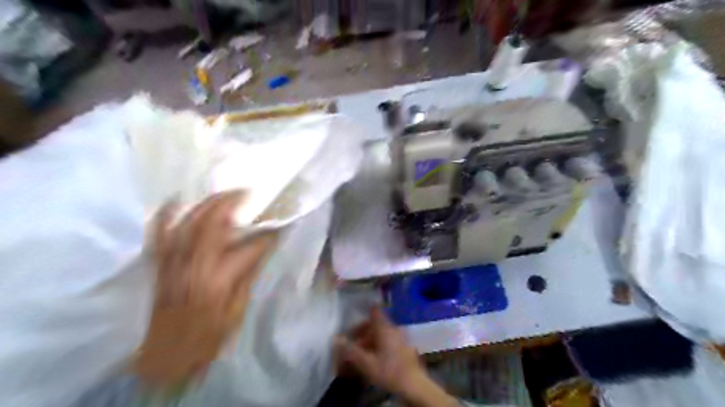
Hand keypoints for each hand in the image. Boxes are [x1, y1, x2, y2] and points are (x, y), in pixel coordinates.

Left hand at [133, 191, 276, 383]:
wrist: (167, 355)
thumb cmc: (210, 335)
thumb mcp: (239, 309)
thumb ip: (249, 274)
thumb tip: (264, 247)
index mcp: (219, 281)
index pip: (249, 248)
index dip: (267, 235)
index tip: (279, 226)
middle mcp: (194, 267)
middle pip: (212, 225)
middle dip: (231, 203)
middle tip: (247, 192)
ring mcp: (173, 264)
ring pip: (187, 224)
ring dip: (206, 204)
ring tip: (222, 193)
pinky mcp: (159, 266)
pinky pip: (158, 235)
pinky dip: (164, 216)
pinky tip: (175, 200)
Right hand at [333, 306, 450, 404]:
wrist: (415, 385)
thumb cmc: (389, 371)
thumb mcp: (366, 362)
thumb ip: (350, 350)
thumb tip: (336, 338)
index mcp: (385, 328)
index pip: (374, 311)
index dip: (364, 312)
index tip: (355, 320)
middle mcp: (394, 328)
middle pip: (376, 325)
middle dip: (363, 334)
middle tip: (353, 345)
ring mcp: (402, 337)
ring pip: (382, 334)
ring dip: (370, 342)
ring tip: (361, 356)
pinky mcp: (406, 348)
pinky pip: (389, 341)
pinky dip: (379, 346)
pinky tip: (374, 360)